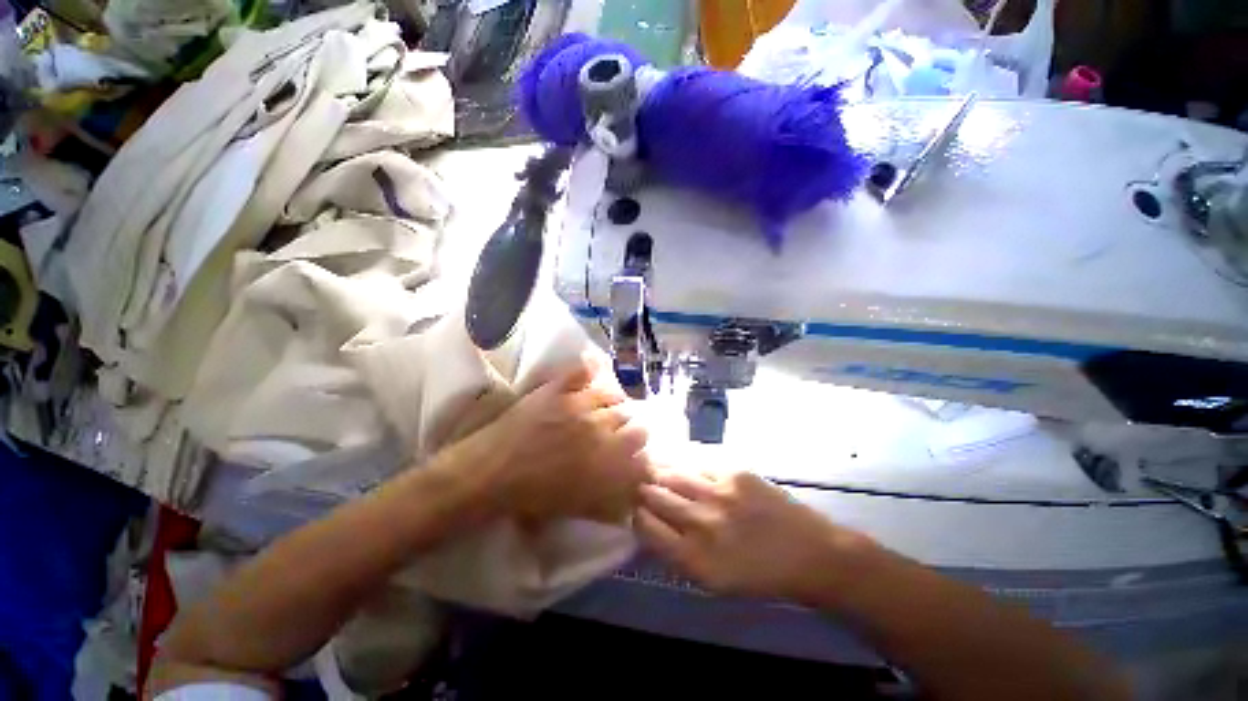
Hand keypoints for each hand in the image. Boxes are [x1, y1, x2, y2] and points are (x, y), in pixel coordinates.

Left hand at [464, 356, 649, 521]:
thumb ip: (611, 501)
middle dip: (630, 428)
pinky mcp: (558, 390)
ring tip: (603, 403)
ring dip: (613, 402)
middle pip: (635, 422)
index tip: (633, 455)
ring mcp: (580, 407)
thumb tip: (631, 496)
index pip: (643, 454)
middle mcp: (602, 433)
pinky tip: (590, 373)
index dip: (641, 453)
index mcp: (607, 466)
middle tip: (617, 431)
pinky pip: (583, 371)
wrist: (490, 475)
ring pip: (614, 396)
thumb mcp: (579, 508)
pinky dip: (589, 369)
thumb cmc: (532, 498)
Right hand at [636, 468, 869, 599]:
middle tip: (638, 483)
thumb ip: (677, 553)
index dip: (635, 514)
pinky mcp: (735, 472)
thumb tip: (650, 523)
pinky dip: (684, 462)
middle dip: (642, 489)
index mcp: (694, 559)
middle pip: (655, 496)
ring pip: (672, 474)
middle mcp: (702, 524)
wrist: (811, 554)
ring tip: (652, 466)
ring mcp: (719, 493)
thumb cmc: (760, 575)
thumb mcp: (713, 581)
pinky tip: (680, 461)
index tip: (634, 508)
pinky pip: (697, 462)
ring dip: (659, 471)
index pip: (646, 527)